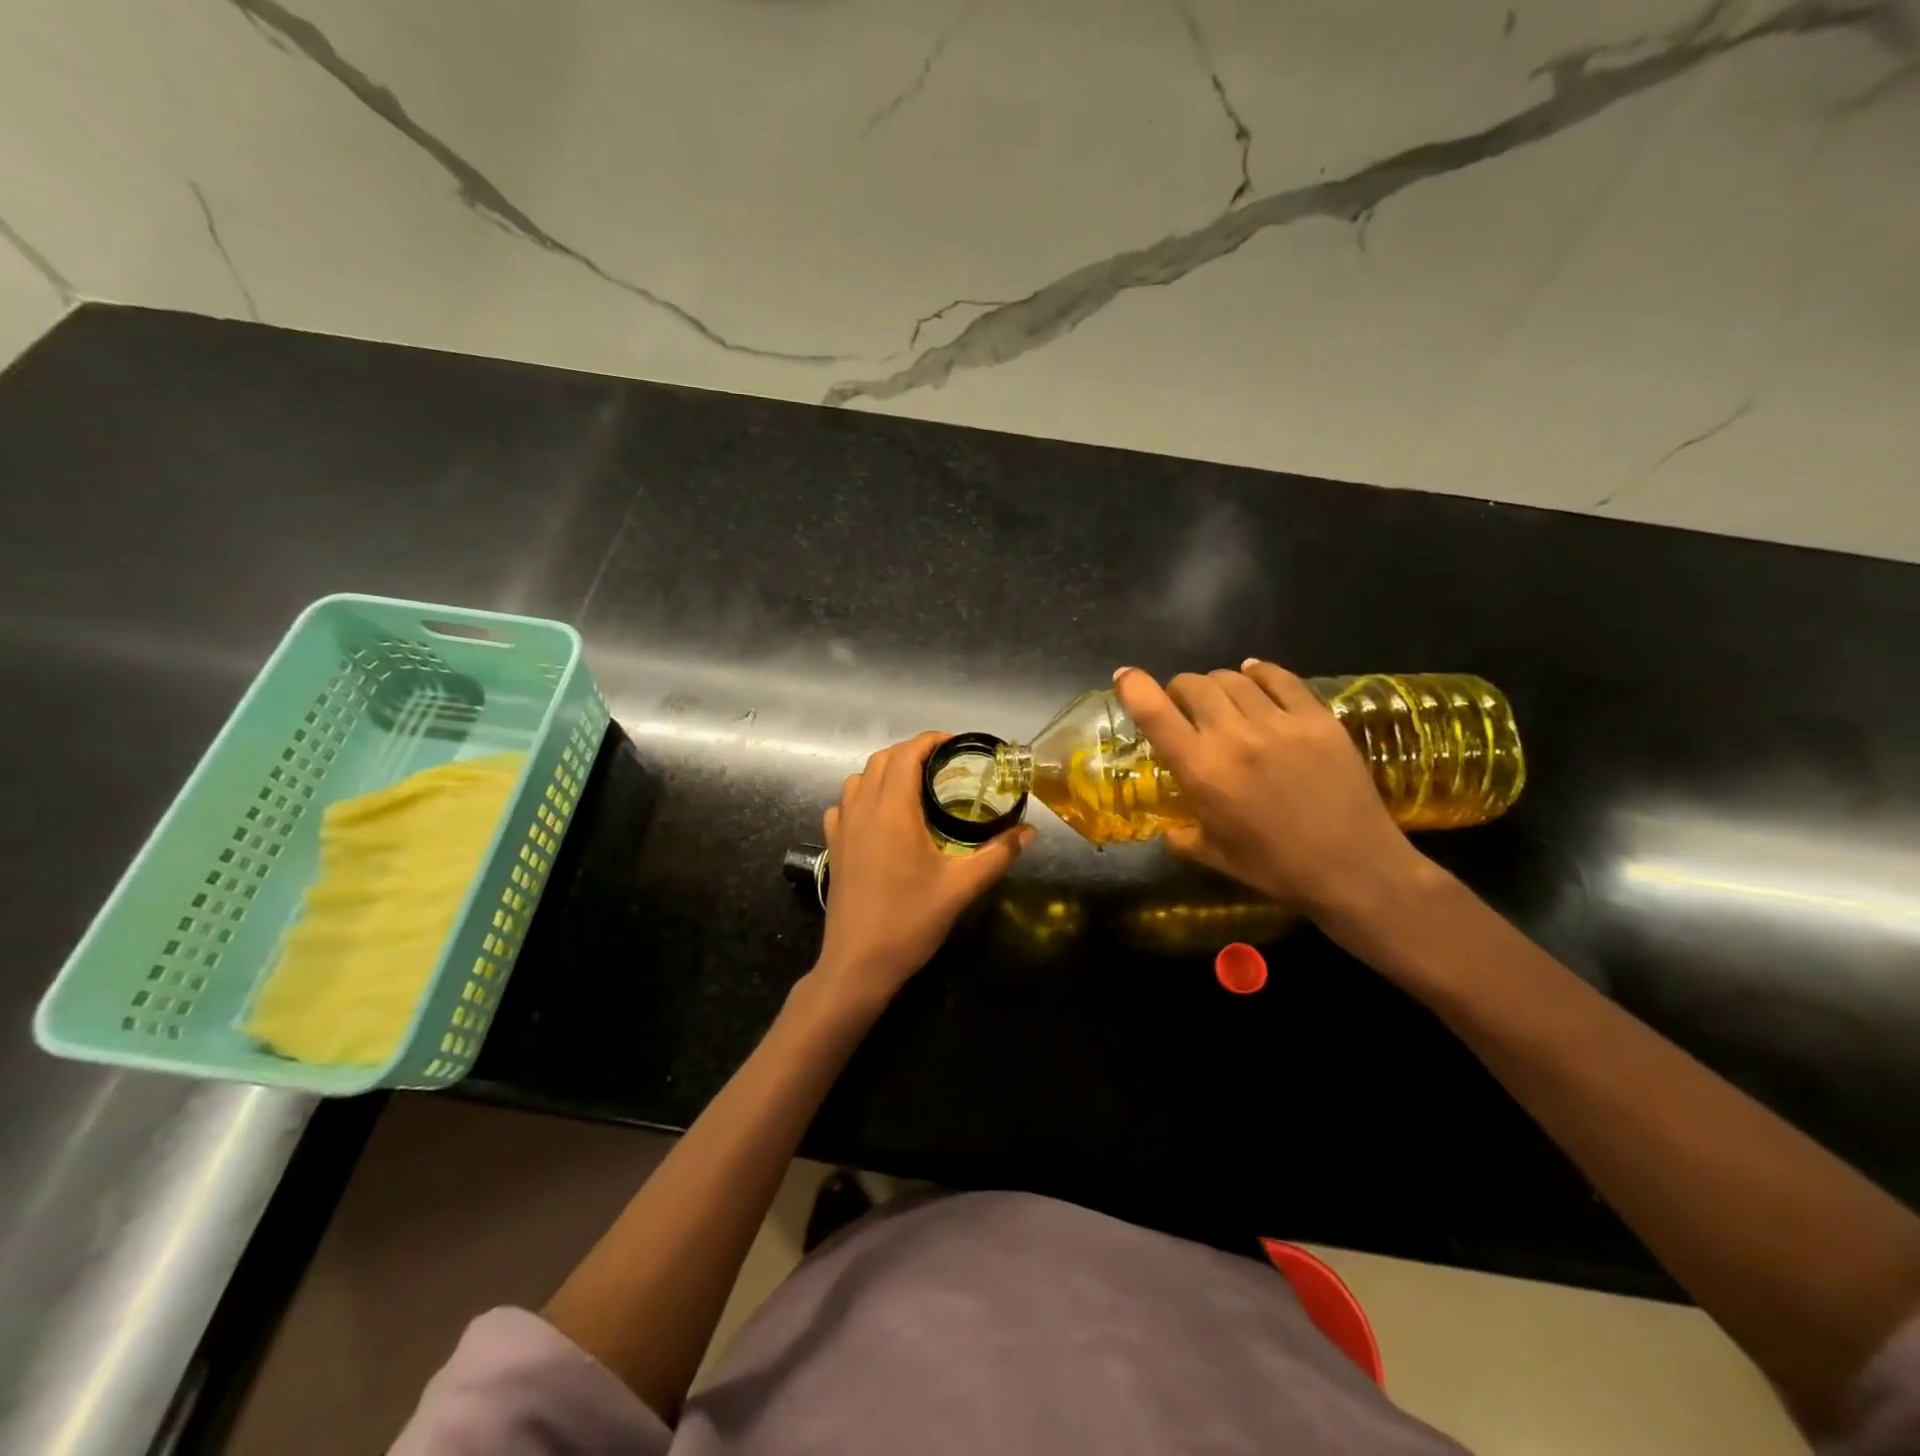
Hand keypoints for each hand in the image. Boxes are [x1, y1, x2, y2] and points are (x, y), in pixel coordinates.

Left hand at [813, 732, 1032, 1009]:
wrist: (859, 963)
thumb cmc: (911, 921)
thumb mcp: (962, 887)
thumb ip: (998, 854)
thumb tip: (1030, 832)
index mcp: (893, 810)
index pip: (906, 754)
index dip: (930, 741)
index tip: (955, 745)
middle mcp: (863, 809)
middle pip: (881, 760)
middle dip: (911, 753)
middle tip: (942, 765)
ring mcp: (842, 828)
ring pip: (859, 779)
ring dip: (885, 771)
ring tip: (914, 787)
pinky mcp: (833, 847)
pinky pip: (843, 805)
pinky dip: (862, 796)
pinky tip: (880, 817)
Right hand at [1112, 661, 1425, 919]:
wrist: (1353, 869)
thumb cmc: (1275, 868)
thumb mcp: (1213, 855)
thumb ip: (1181, 835)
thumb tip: (1167, 828)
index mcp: (1202, 770)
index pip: (1154, 712)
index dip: (1133, 687)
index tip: (1124, 677)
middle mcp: (1235, 736)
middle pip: (1193, 684)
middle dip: (1179, 689)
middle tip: (1183, 705)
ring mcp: (1280, 723)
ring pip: (1233, 677)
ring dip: (1217, 683)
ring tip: (1222, 698)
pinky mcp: (1317, 718)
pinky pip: (1280, 678)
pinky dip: (1260, 672)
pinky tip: (1255, 676)